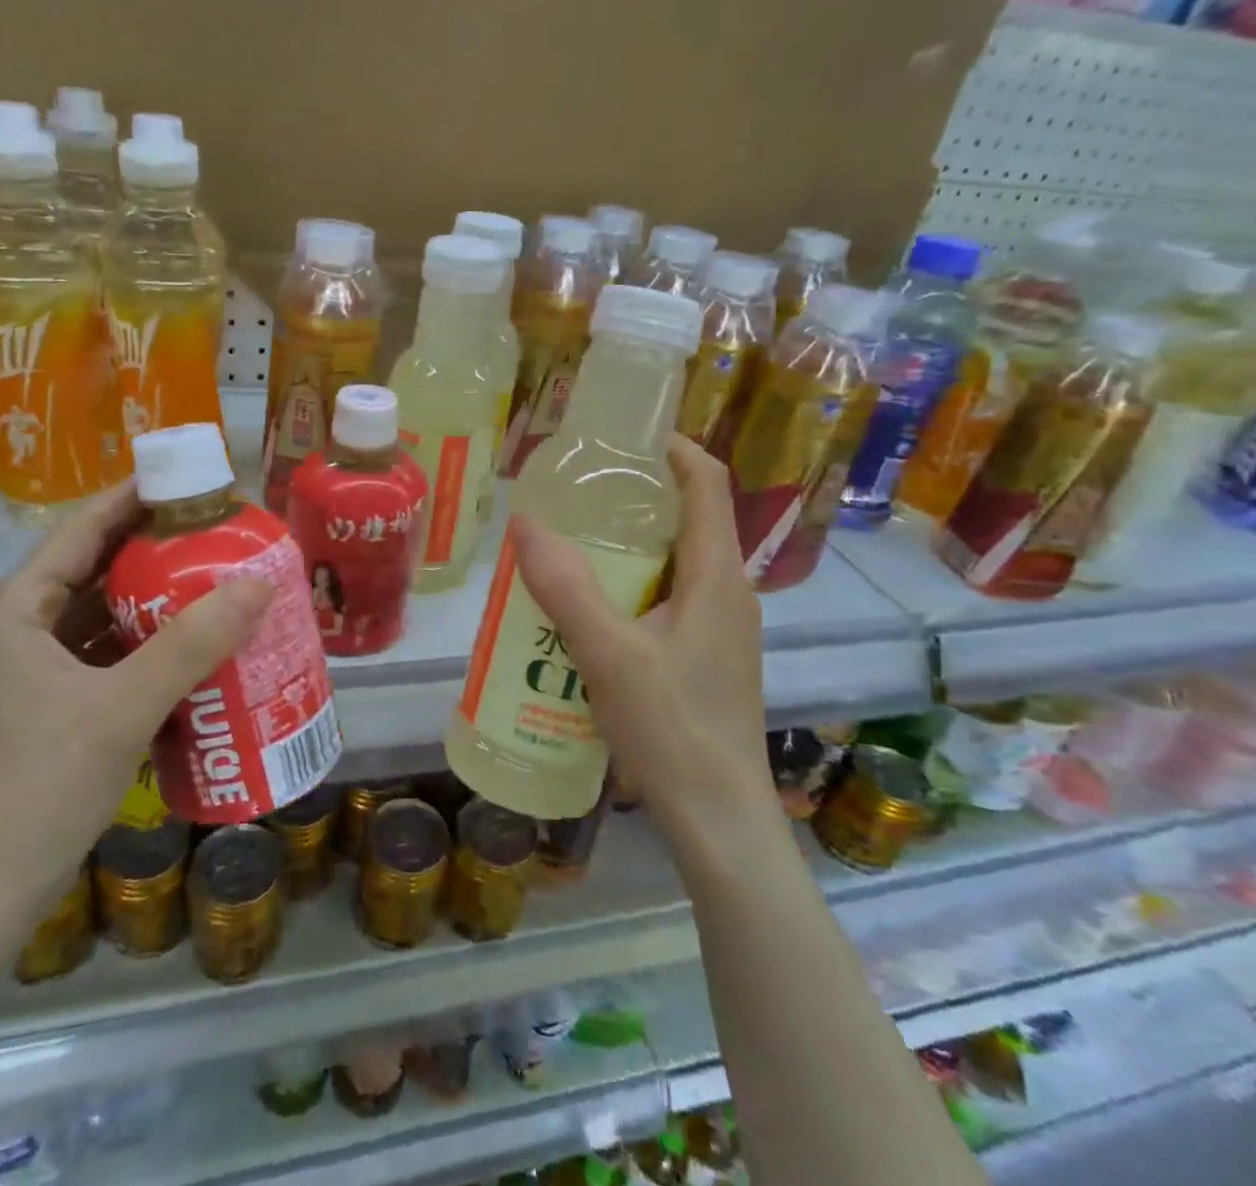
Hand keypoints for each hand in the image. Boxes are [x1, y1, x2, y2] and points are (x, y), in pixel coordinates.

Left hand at [0, 484, 273, 927]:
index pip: (80, 531)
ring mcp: (26, 673)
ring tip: (215, 579)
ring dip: (152, 599)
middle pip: (91, 569)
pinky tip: (191, 646)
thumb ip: (193, 642)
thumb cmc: (40, 786)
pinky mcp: (44, 708)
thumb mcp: (124, 707)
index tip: (190, 481)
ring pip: (98, 615)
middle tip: (218, 533)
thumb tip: (259, 582)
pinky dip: (142, 644)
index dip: (134, 498)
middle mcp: (13, 631)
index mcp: (14, 612)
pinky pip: (101, 655)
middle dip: (153, 549)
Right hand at [510, 437, 773, 842]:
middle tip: (577, 492)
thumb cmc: (673, 729)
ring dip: (630, 547)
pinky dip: (633, 587)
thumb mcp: (608, 654)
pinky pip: (671, 599)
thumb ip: (565, 586)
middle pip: (690, 518)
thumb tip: (525, 521)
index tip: (622, 434)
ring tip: (572, 545)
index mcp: (718, 575)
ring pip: (676, 563)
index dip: (673, 447)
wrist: (719, 820)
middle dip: (637, 497)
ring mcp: (723, 627)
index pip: (707, 483)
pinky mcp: (709, 656)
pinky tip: (589, 611)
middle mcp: (729, 591)